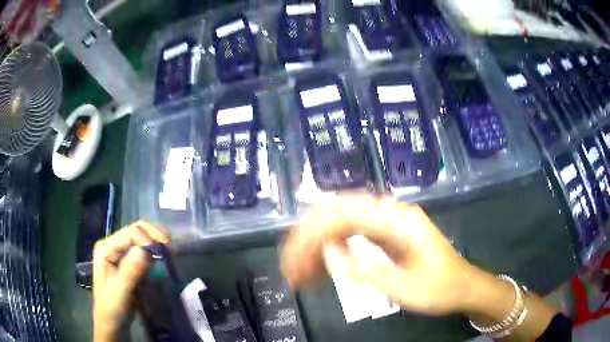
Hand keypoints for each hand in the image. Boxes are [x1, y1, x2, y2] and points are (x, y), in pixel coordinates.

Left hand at [93, 221, 169, 341]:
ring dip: (156, 242)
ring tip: (171, 251)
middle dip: (154, 236)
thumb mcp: (120, 292)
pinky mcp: (128, 262)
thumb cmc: (112, 308)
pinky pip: (144, 251)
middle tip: (171, 248)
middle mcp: (112, 245)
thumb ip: (130, 271)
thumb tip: (145, 251)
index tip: (163, 255)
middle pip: (136, 230)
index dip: (148, 240)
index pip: (130, 233)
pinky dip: (155, 251)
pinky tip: (164, 256)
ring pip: (141, 238)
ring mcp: (120, 253)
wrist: (112, 324)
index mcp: (106, 248)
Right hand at [280, 195, 484, 315]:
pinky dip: (332, 251)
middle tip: (291, 267)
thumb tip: (329, 252)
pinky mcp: (386, 235)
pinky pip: (351, 235)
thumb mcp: (406, 287)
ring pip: (340, 223)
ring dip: (317, 245)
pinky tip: (320, 268)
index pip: (344, 215)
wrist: (463, 287)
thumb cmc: (440, 289)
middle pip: (337, 212)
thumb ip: (368, 269)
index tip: (293, 262)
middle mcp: (390, 213)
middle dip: (308, 238)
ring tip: (300, 272)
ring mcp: (388, 223)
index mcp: (399, 220)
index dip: (312, 236)